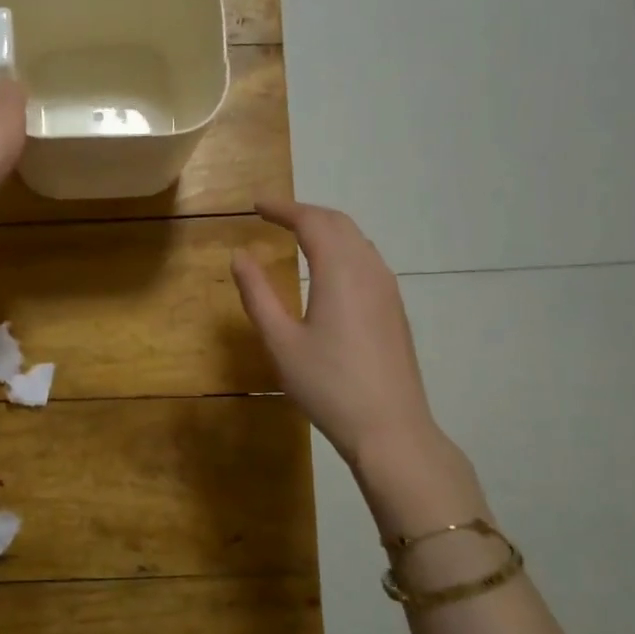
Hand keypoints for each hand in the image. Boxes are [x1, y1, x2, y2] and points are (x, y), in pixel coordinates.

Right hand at [231, 198, 441, 469]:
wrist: (391, 428)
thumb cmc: (328, 385)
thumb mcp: (281, 341)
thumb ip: (257, 294)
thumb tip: (240, 256)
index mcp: (340, 271)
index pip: (311, 221)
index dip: (282, 208)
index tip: (256, 205)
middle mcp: (369, 269)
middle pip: (338, 223)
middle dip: (305, 212)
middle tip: (273, 215)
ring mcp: (388, 289)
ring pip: (357, 240)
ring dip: (326, 229)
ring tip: (297, 236)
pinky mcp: (394, 309)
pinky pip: (367, 260)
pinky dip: (342, 249)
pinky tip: (328, 271)